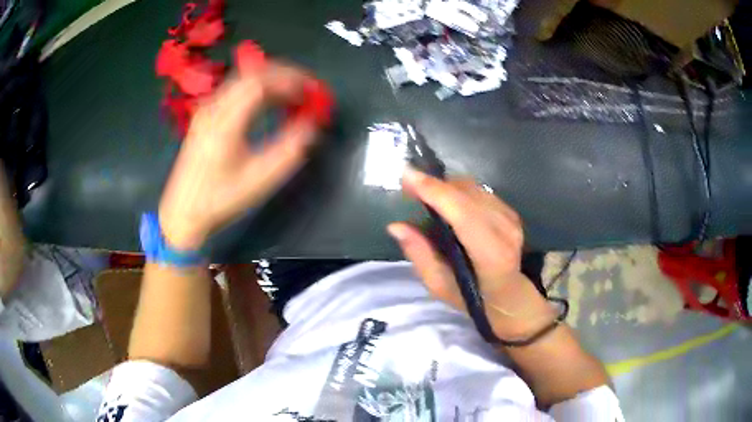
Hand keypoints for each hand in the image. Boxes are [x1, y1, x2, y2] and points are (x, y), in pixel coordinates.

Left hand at [159, 63, 319, 249]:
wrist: (183, 212)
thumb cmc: (220, 199)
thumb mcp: (259, 180)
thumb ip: (289, 151)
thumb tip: (311, 126)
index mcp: (225, 123)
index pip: (260, 82)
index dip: (290, 80)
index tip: (311, 90)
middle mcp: (213, 109)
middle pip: (251, 74)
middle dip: (284, 75)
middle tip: (306, 87)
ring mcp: (206, 110)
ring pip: (242, 80)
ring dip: (271, 81)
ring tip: (292, 94)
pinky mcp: (204, 116)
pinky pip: (234, 90)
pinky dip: (257, 89)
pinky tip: (268, 103)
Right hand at [388, 168, 556, 340]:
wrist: (509, 295)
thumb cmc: (472, 296)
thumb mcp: (439, 285)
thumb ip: (420, 255)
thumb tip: (396, 226)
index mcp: (491, 255)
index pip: (463, 215)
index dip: (436, 192)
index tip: (407, 177)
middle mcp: (506, 231)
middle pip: (467, 194)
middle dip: (435, 185)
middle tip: (409, 186)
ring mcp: (511, 218)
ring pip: (473, 188)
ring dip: (446, 187)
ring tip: (425, 195)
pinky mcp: (510, 211)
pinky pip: (479, 191)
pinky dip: (458, 191)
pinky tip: (447, 202)